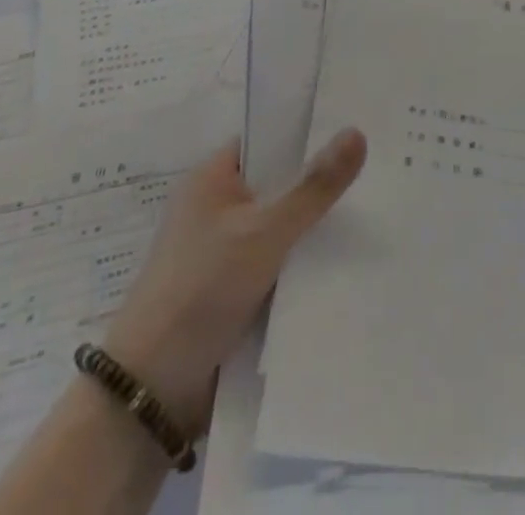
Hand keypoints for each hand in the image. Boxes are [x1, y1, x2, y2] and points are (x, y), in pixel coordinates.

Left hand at [102, 128, 367, 432]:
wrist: (150, 393)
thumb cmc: (201, 290)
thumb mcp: (265, 232)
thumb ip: (314, 187)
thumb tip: (357, 131)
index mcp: (211, 179)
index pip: (267, 139)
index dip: (307, 134)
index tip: (354, 132)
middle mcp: (215, 209)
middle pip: (277, 184)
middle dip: (317, 185)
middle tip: (374, 174)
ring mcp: (222, 253)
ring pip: (280, 228)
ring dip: (312, 230)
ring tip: (372, 216)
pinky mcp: (230, 292)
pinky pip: (276, 264)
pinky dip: (300, 265)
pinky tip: (342, 265)